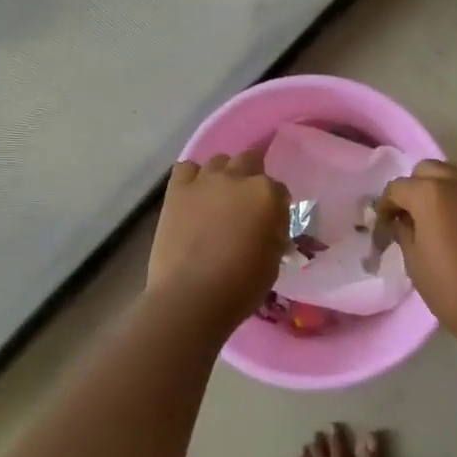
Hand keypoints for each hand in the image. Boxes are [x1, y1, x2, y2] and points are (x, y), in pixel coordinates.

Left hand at [146, 151, 289, 337]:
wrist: (191, 297)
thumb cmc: (240, 286)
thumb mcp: (273, 261)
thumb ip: (274, 232)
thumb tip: (269, 224)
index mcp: (266, 194)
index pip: (279, 189)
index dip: (276, 206)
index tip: (271, 222)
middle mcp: (237, 177)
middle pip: (250, 161)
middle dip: (252, 177)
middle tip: (246, 204)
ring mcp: (205, 180)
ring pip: (219, 160)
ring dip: (224, 174)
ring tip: (219, 198)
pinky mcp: (177, 189)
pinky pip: (187, 168)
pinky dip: (192, 177)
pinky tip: (194, 194)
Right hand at [377, 159, 456, 350]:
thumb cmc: (452, 290)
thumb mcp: (415, 263)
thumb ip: (404, 230)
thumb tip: (403, 219)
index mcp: (430, 194)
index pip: (398, 187)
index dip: (387, 204)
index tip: (384, 220)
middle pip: (428, 170)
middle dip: (415, 187)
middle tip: (412, 212)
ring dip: (445, 182)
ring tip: (442, 207)